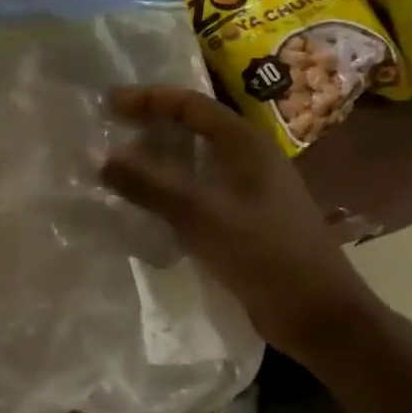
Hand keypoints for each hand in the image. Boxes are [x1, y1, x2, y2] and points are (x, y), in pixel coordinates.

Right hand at [99, 86, 390, 364]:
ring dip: (158, 160)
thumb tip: (94, 155)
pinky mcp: (244, 220)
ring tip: (118, 166)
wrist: (317, 314)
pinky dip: (170, 190)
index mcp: (246, 144)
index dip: (149, 98)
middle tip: (109, 133)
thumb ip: (147, 183)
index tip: (108, 103)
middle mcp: (249, 159)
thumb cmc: (262, 253)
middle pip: (194, 128)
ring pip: (195, 162)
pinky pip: (199, 192)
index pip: (191, 104)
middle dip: (150, 126)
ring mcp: (249, 191)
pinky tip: (146, 205)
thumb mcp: (199, 214)